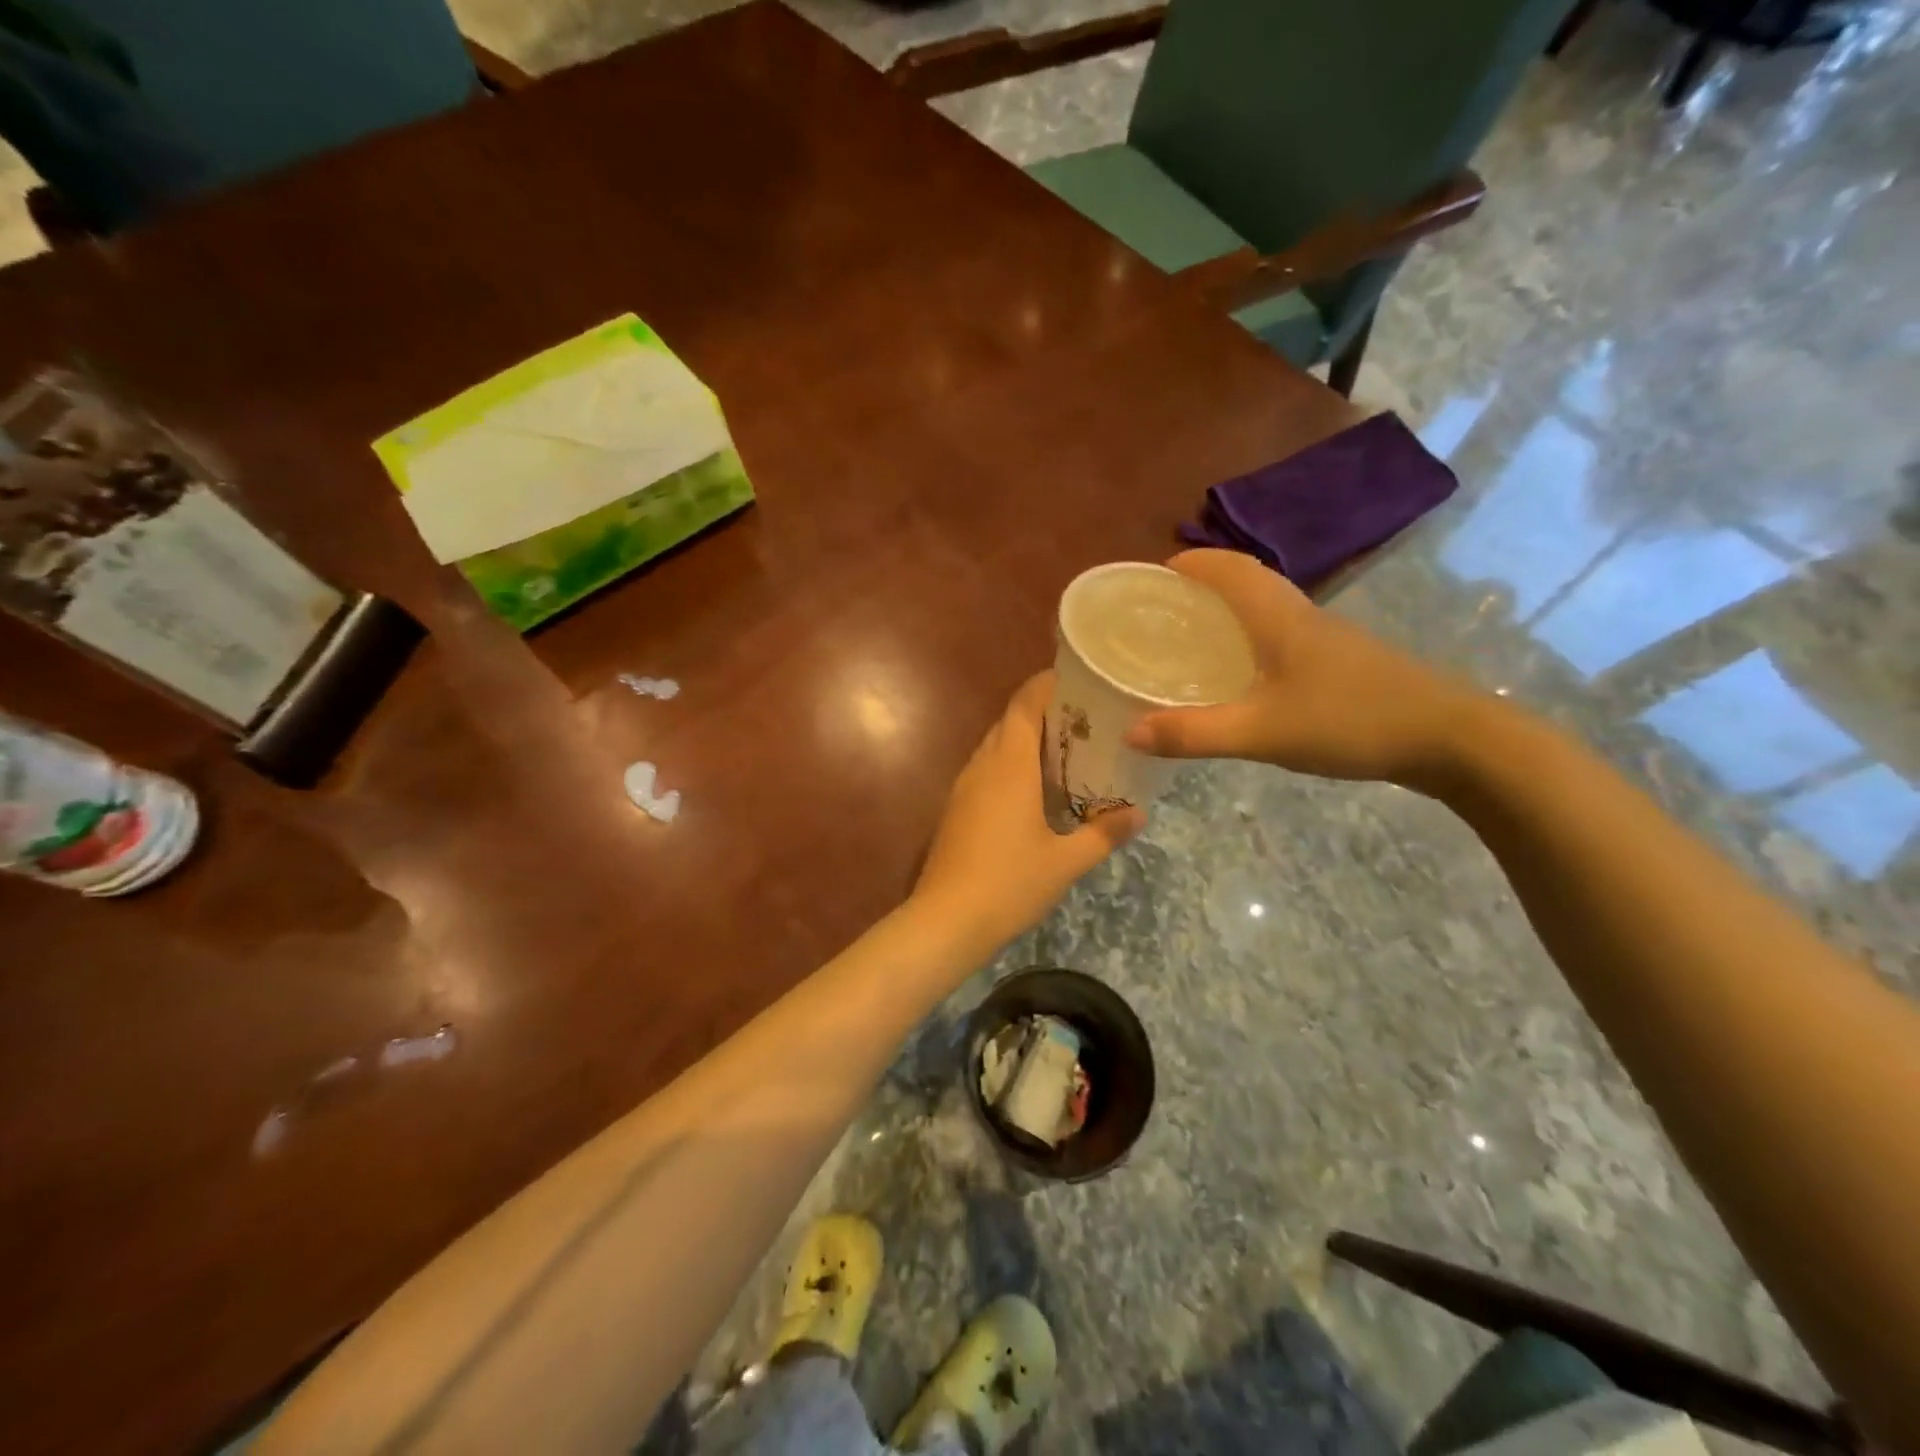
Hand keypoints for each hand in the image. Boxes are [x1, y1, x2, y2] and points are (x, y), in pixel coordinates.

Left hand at [913, 673, 1143, 952]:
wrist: (946, 920)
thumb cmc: (1010, 883)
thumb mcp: (1066, 861)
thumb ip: (1104, 833)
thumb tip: (1139, 813)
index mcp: (1010, 765)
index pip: (1024, 704)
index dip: (1046, 684)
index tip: (1076, 680)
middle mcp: (983, 765)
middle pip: (1010, 721)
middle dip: (1043, 712)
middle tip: (1084, 720)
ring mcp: (964, 786)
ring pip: (995, 746)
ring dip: (1025, 740)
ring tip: (1065, 750)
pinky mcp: (955, 808)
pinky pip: (986, 769)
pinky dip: (1010, 765)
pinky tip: (1033, 789)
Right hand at [1124, 549, 1482, 787]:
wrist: (1449, 738)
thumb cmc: (1351, 721)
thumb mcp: (1263, 732)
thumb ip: (1195, 733)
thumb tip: (1130, 732)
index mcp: (1280, 617)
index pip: (1231, 569)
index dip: (1193, 562)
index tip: (1154, 572)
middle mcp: (1302, 617)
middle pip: (1248, 581)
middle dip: (1204, 584)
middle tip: (1164, 607)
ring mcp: (1327, 639)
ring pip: (1268, 608)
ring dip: (1230, 609)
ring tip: (1193, 635)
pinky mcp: (1341, 662)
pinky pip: (1283, 634)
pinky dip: (1252, 637)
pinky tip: (1243, 672)